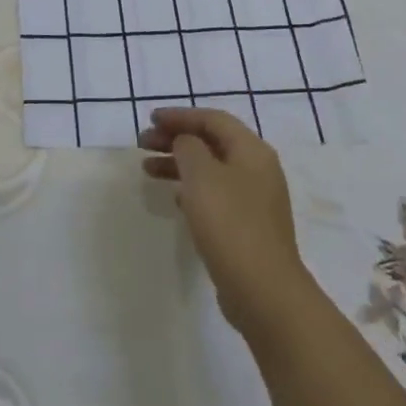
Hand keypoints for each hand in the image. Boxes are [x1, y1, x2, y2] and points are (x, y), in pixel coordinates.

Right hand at [140, 108, 314, 335]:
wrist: (263, 290)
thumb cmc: (230, 223)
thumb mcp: (201, 175)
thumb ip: (188, 148)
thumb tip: (186, 143)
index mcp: (252, 150)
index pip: (213, 119)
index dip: (180, 116)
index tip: (150, 119)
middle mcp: (258, 169)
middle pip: (212, 143)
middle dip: (176, 139)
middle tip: (142, 143)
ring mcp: (255, 200)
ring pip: (211, 169)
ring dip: (179, 164)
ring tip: (147, 169)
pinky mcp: (247, 226)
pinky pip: (215, 194)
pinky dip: (191, 188)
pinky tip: (173, 197)